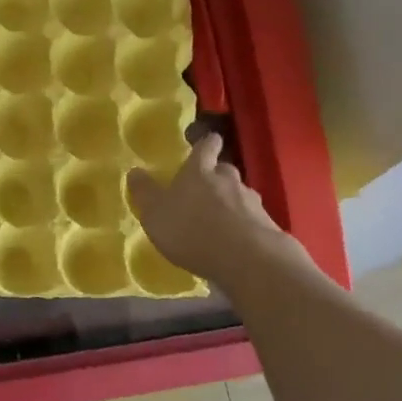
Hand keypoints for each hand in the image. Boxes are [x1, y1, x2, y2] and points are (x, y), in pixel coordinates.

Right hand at [127, 135, 300, 290]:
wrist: (246, 258)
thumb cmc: (191, 230)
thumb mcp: (155, 213)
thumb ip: (145, 192)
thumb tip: (134, 170)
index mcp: (199, 172)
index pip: (206, 147)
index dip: (206, 143)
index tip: (206, 142)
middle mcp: (228, 180)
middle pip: (224, 170)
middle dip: (216, 176)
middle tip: (206, 188)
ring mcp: (251, 201)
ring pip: (240, 194)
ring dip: (231, 202)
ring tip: (220, 220)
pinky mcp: (267, 225)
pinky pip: (252, 219)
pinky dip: (244, 225)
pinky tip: (236, 241)